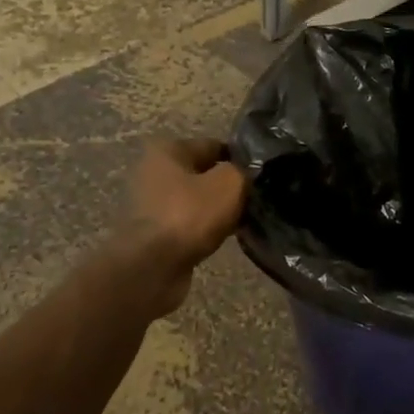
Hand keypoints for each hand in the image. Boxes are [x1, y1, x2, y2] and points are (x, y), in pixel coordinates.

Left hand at [123, 138, 247, 315]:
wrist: (152, 267)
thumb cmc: (189, 215)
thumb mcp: (228, 183)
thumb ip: (242, 172)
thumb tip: (247, 174)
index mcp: (167, 150)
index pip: (213, 145)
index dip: (240, 158)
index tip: (261, 174)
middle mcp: (155, 173)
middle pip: (204, 174)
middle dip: (228, 186)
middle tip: (257, 198)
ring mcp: (153, 205)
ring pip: (198, 201)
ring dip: (219, 210)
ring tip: (245, 220)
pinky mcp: (156, 234)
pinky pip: (191, 225)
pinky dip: (207, 230)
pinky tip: (227, 238)